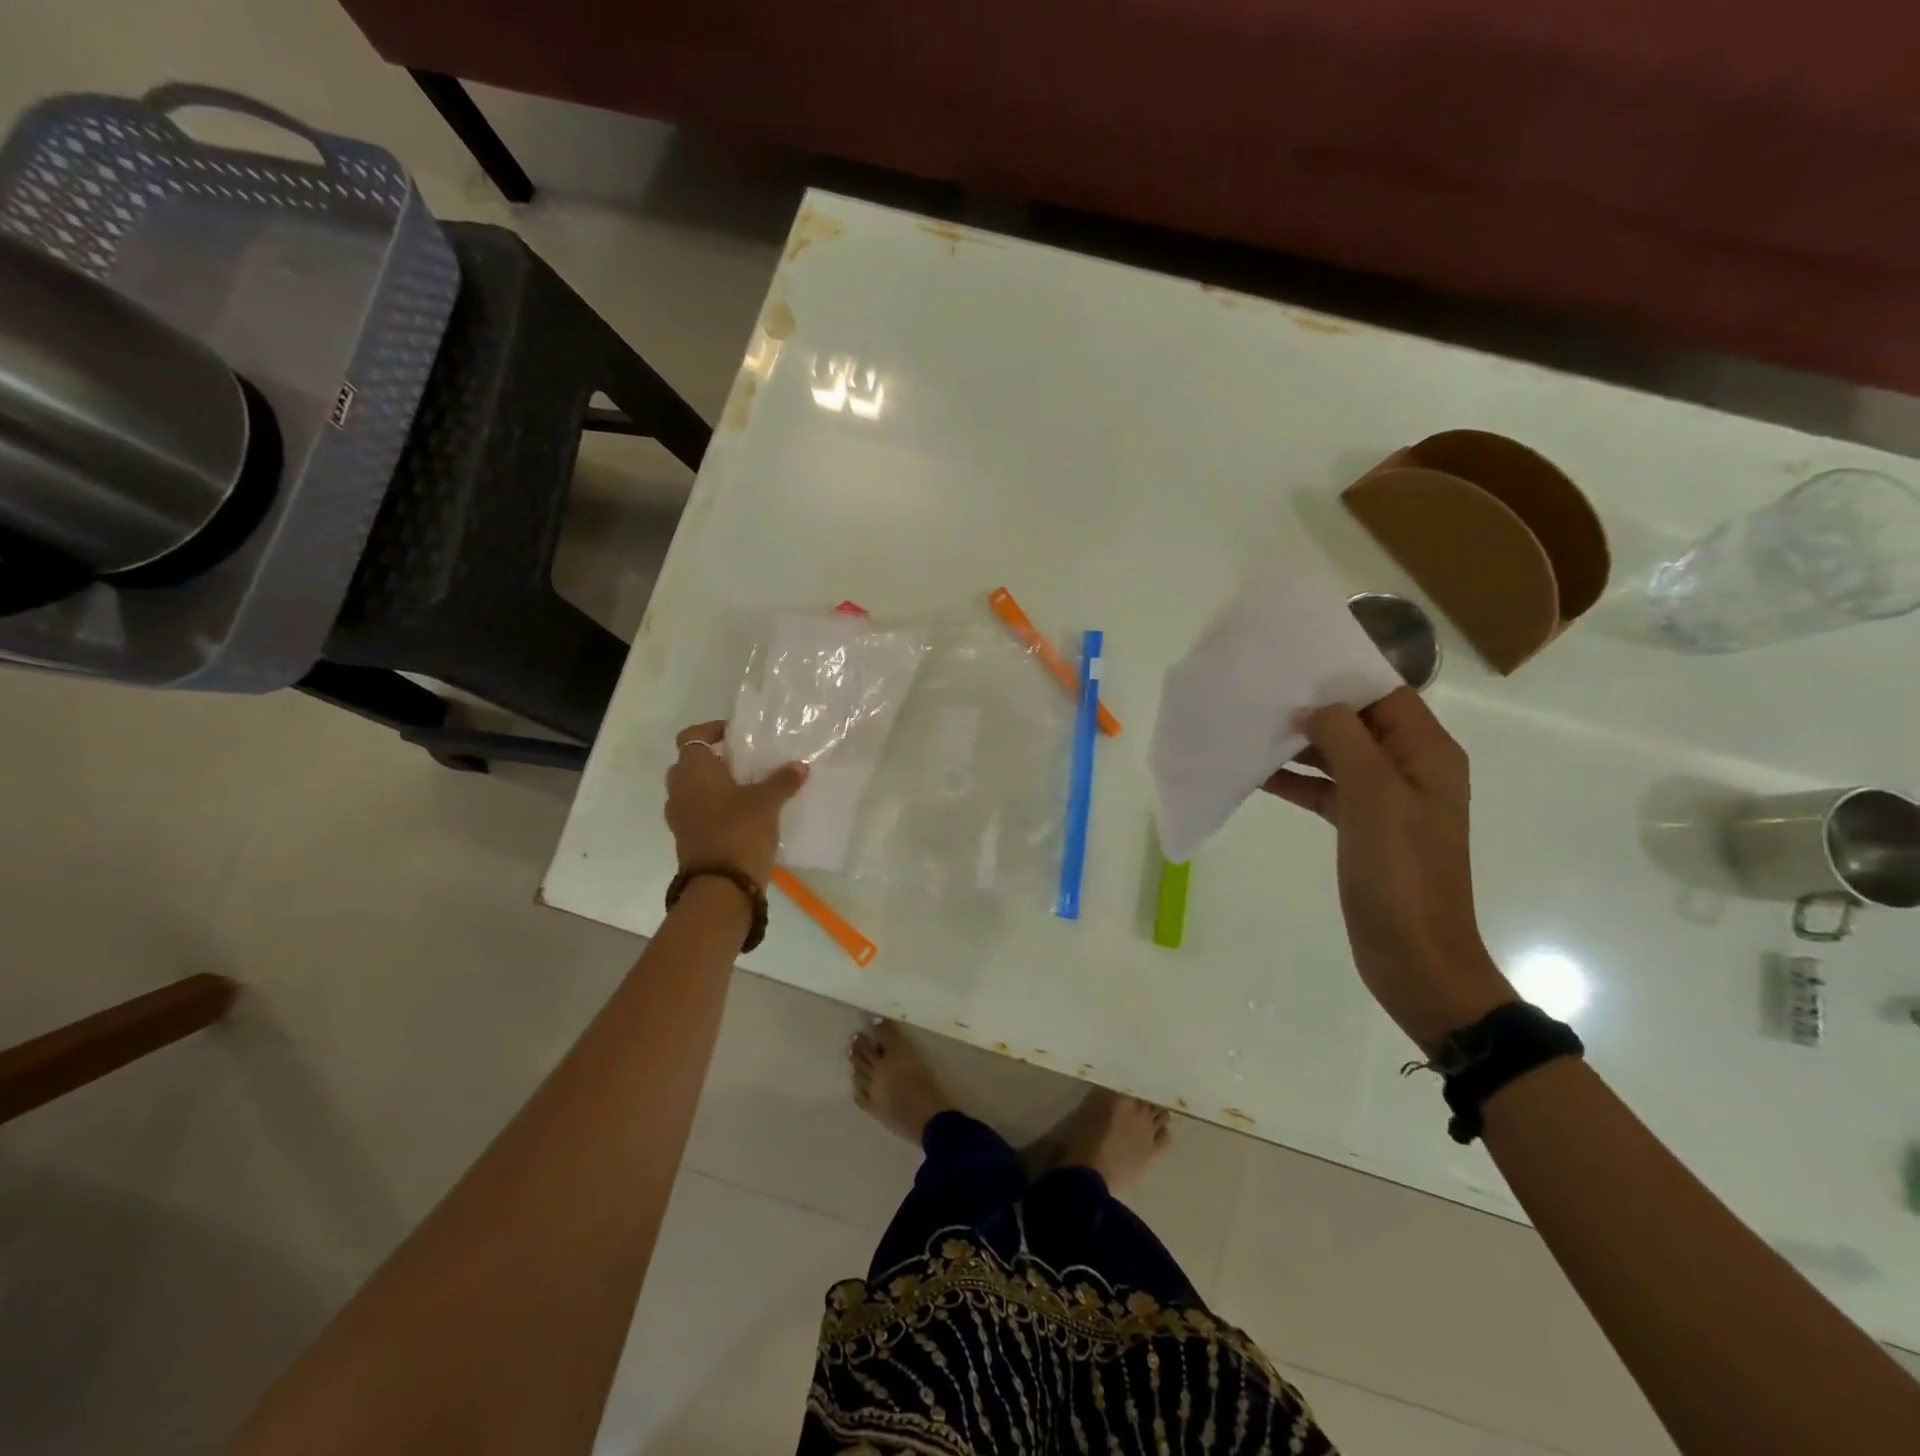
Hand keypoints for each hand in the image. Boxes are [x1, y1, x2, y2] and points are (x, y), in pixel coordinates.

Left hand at [664, 721, 807, 887]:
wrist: (721, 885)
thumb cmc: (740, 830)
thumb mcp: (767, 802)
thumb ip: (782, 781)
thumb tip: (800, 766)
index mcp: (693, 770)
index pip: (692, 736)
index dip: (711, 731)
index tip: (736, 735)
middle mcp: (679, 789)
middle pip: (691, 764)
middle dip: (715, 761)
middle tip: (744, 762)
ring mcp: (680, 816)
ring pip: (694, 790)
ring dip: (716, 786)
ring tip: (748, 788)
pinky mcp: (687, 838)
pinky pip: (699, 812)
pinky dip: (716, 808)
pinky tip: (744, 814)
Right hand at [1263, 689, 1512, 1050]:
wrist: (1414, 955)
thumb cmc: (1400, 873)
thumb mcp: (1375, 796)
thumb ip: (1345, 740)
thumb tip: (1312, 708)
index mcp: (1427, 753)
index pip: (1386, 694)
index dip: (1343, 676)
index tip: (1293, 663)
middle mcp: (1409, 769)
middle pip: (1359, 722)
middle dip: (1313, 708)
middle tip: (1261, 693)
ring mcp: (1385, 800)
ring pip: (1338, 755)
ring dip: (1299, 743)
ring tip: (1251, 727)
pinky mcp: (1361, 827)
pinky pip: (1325, 790)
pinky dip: (1295, 781)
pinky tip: (1256, 774)